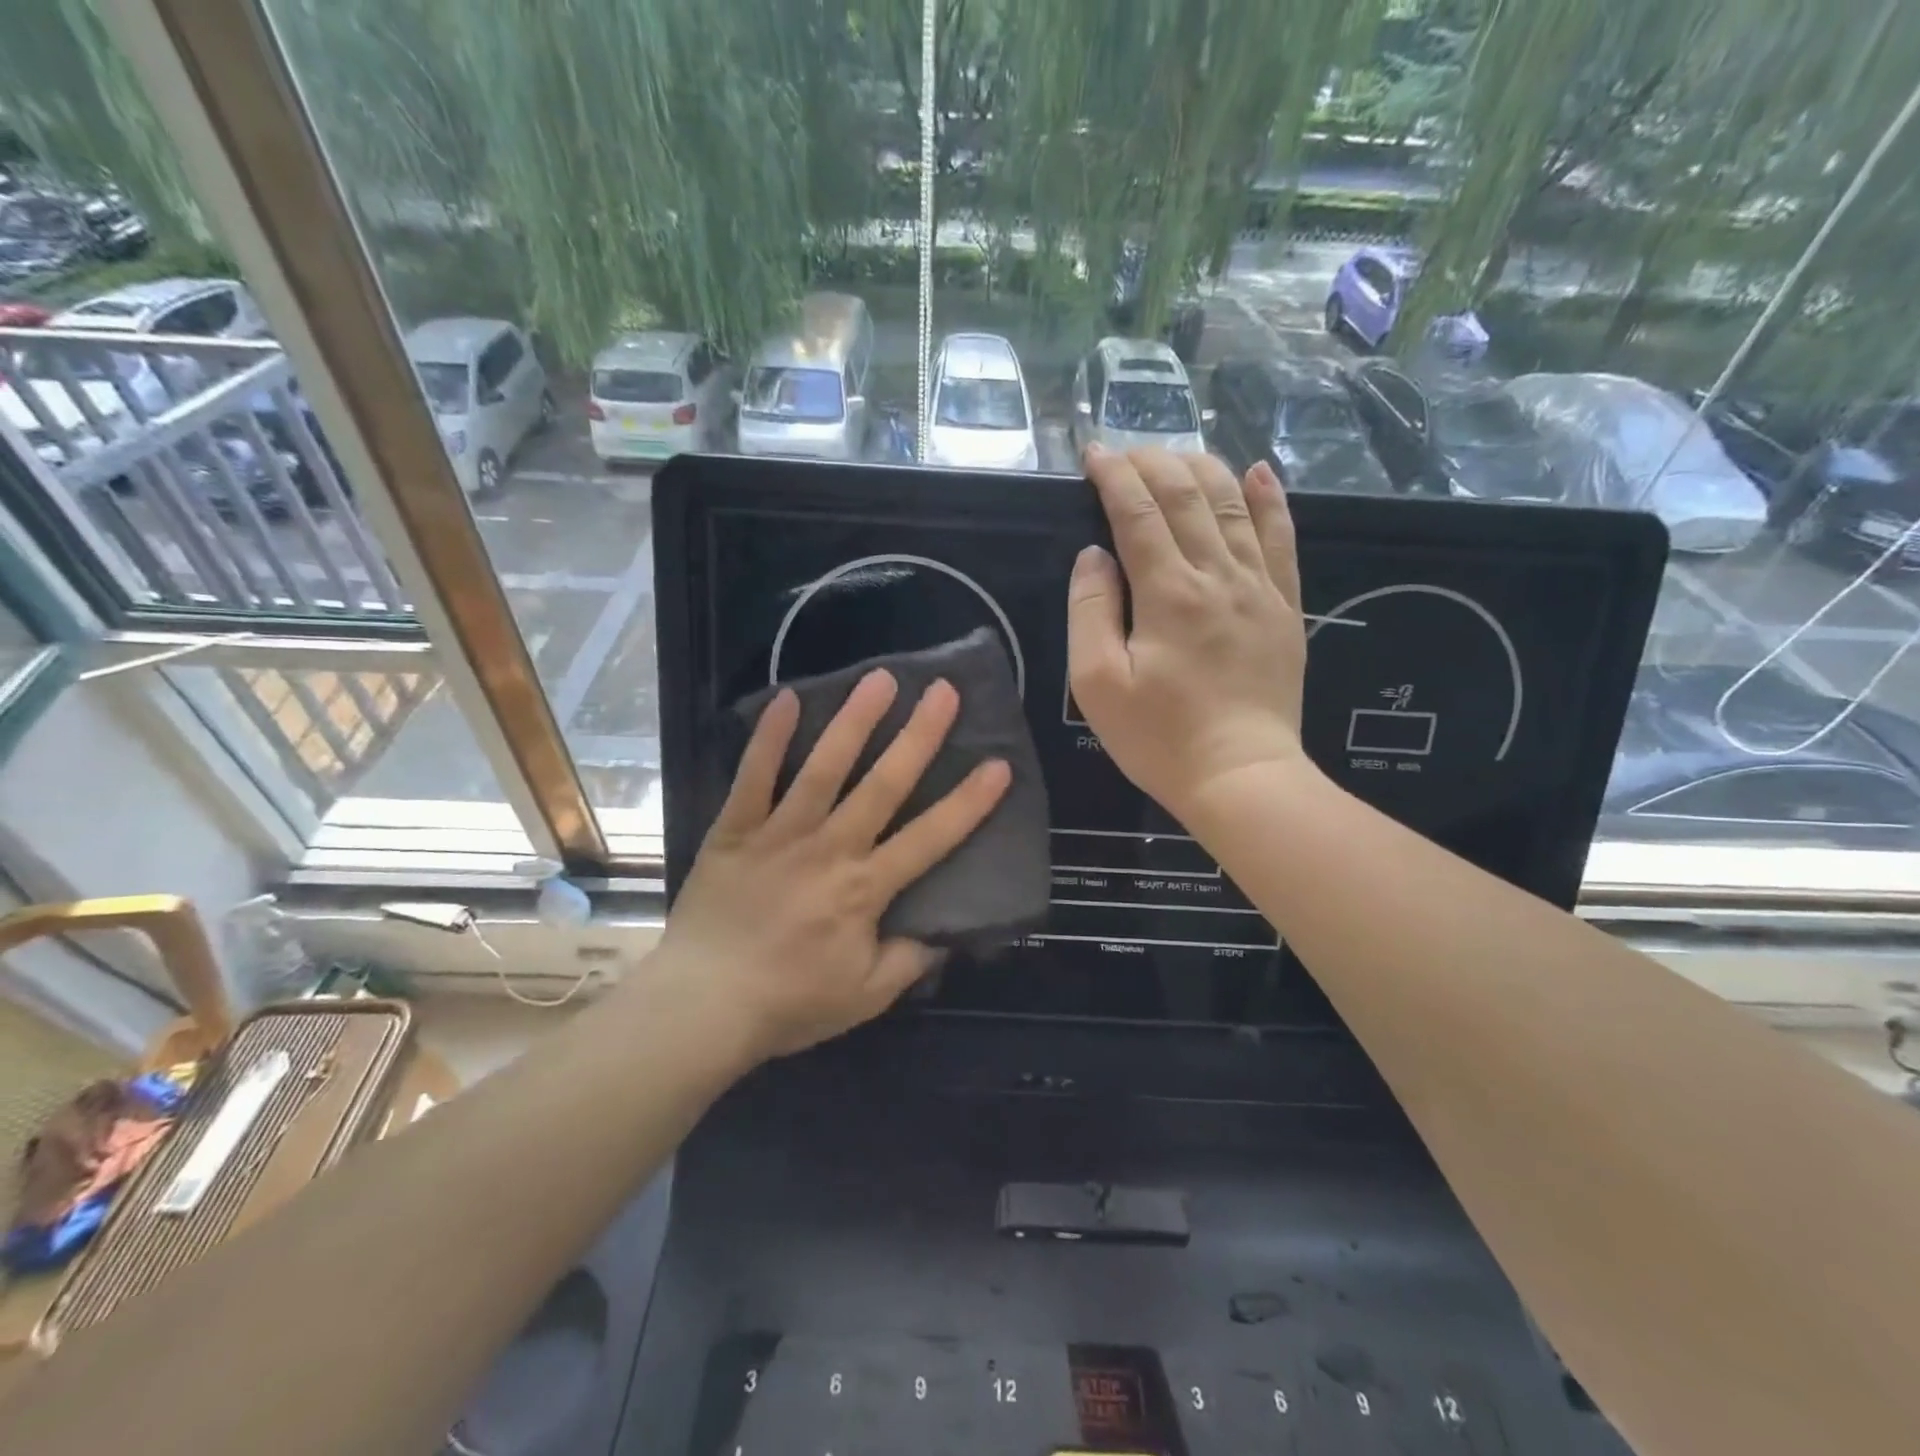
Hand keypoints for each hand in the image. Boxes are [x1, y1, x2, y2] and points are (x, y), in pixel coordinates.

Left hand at [652, 669, 1010, 1063]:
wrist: (702, 1006)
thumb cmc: (789, 1003)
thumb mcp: (866, 997)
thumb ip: (909, 960)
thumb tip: (943, 932)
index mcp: (865, 889)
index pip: (930, 838)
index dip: (968, 802)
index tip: (998, 764)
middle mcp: (829, 849)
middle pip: (883, 785)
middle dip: (918, 736)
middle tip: (944, 692)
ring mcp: (780, 834)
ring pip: (823, 768)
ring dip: (854, 721)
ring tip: (880, 679)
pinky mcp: (735, 830)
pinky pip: (753, 777)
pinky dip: (769, 738)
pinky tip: (786, 698)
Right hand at [1068, 446, 1310, 818]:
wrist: (1241, 776)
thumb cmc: (1159, 737)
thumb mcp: (1098, 684)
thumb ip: (1091, 611)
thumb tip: (1094, 555)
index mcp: (1166, 593)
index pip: (1136, 512)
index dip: (1113, 476)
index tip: (1093, 454)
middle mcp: (1216, 575)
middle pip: (1186, 495)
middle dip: (1152, 462)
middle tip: (1126, 451)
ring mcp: (1259, 588)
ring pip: (1233, 504)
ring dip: (1202, 468)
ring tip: (1177, 454)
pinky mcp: (1286, 607)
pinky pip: (1282, 538)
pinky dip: (1270, 499)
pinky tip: (1258, 471)